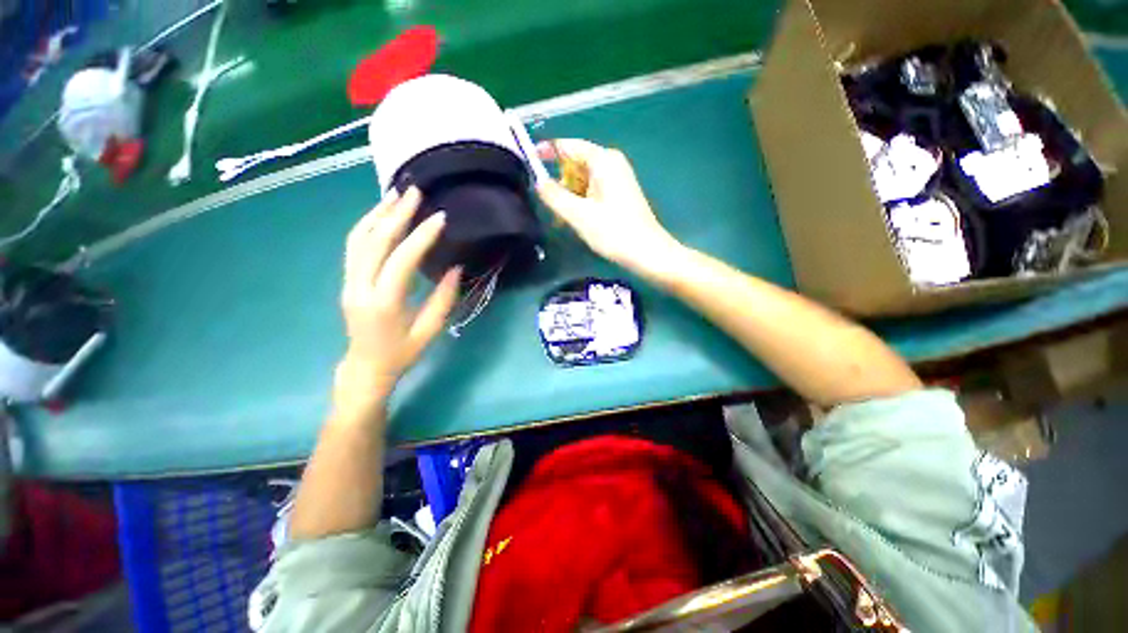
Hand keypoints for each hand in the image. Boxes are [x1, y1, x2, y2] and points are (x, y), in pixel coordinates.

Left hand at [336, 187, 460, 411]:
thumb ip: (444, 299)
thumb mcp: (430, 331)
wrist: (365, 368)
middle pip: (375, 242)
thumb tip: (455, 268)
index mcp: (384, 303)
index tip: (439, 217)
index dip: (421, 237)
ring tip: (395, 194)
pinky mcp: (347, 280)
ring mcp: (349, 282)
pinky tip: (381, 214)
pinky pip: (353, 246)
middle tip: (415, 192)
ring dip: (377, 214)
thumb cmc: (402, 353)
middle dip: (396, 214)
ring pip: (358, 239)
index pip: (401, 260)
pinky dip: (367, 225)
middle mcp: (360, 287)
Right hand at [536, 139, 682, 275]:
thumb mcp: (578, 215)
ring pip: (583, 179)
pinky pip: (593, 190)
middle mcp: (611, 163)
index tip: (528, 161)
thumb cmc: (613, 232)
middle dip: (560, 182)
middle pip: (576, 163)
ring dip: (570, 196)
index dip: (547, 151)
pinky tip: (576, 219)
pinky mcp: (619, 194)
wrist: (647, 252)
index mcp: (603, 160)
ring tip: (562, 219)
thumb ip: (554, 196)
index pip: (568, 146)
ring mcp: (617, 179)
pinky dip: (581, 201)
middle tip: (550, 205)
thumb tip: (538, 182)